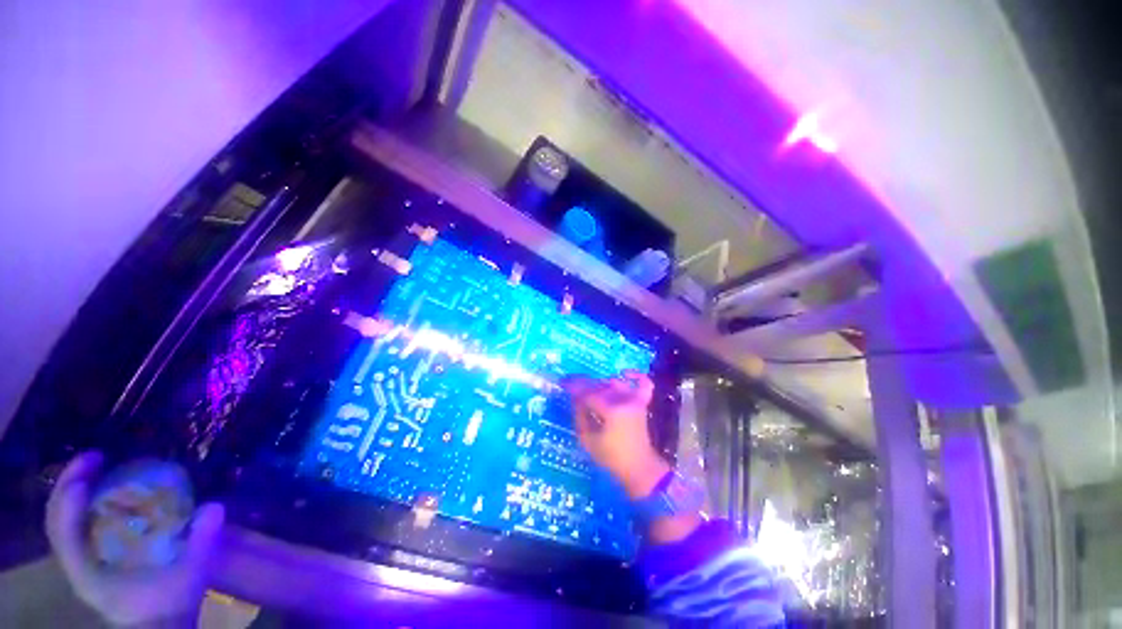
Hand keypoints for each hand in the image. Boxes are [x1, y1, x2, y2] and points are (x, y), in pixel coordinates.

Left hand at [45, 452, 224, 627]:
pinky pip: (76, 525)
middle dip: (68, 484)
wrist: (162, 626)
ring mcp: (81, 561)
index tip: (90, 471)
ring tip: (95, 464)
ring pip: (62, 521)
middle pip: (57, 521)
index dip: (71, 501)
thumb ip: (201, 542)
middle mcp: (77, 566)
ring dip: (72, 489)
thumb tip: (215, 505)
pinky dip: (80, 503)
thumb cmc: (171, 603)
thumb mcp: (190, 575)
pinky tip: (101, 489)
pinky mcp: (91, 558)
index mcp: (90, 574)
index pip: (65, 533)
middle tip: (94, 455)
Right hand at [565, 371, 669, 498]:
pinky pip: (644, 384)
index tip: (563, 381)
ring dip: (601, 385)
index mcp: (611, 411)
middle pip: (600, 387)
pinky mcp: (642, 404)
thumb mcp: (587, 439)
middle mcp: (624, 401)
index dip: (574, 386)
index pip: (588, 393)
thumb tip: (575, 398)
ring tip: (592, 393)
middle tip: (573, 388)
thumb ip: (580, 415)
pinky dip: (636, 376)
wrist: (638, 467)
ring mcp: (635, 401)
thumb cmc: (610, 457)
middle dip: (585, 386)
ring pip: (615, 384)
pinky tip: (625, 374)